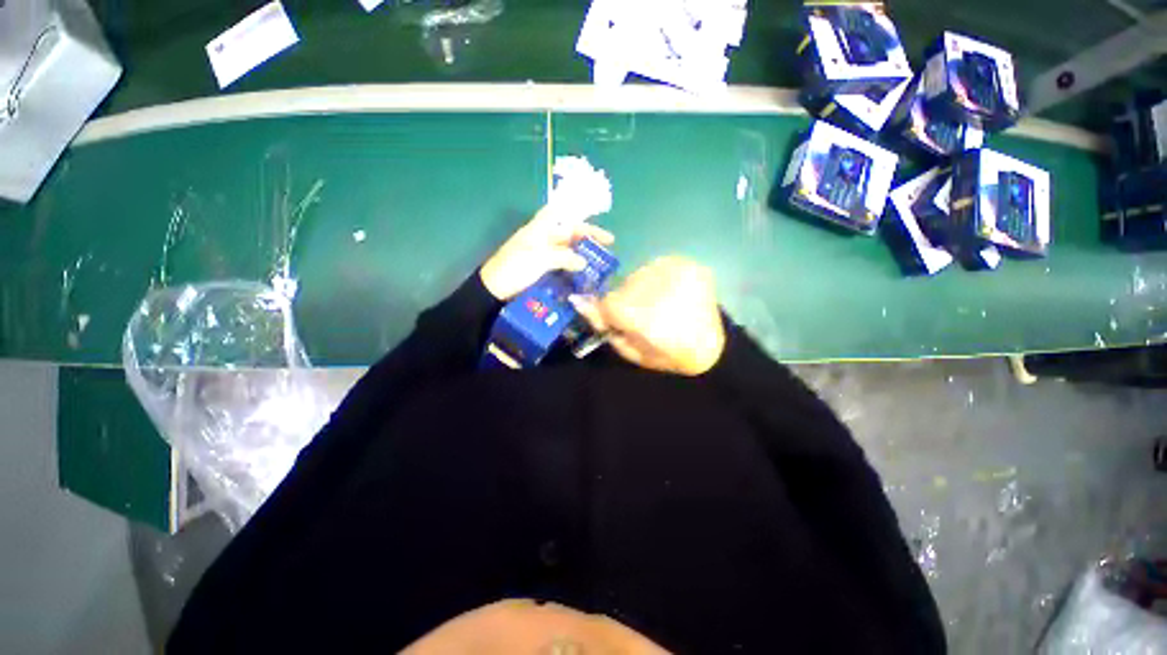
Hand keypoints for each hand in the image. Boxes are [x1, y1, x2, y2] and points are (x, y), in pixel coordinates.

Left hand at [480, 206, 614, 300]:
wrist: (493, 291)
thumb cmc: (514, 268)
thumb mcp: (539, 259)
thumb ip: (563, 257)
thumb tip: (584, 261)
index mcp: (538, 229)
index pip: (558, 212)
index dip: (575, 211)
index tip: (593, 216)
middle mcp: (541, 239)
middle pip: (567, 233)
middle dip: (587, 237)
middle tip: (608, 246)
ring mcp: (541, 255)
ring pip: (566, 250)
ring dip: (582, 254)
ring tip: (599, 262)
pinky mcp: (540, 270)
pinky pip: (561, 265)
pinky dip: (573, 267)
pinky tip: (583, 274)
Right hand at [573, 257, 725, 375]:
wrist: (713, 349)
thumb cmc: (668, 356)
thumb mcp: (630, 350)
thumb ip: (603, 324)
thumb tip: (578, 300)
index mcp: (637, 313)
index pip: (607, 302)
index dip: (611, 311)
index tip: (621, 321)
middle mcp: (653, 286)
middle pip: (625, 286)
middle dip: (629, 300)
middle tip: (646, 317)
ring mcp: (674, 272)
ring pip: (642, 274)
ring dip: (646, 288)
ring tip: (662, 305)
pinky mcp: (689, 266)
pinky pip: (661, 266)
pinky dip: (662, 279)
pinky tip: (673, 294)